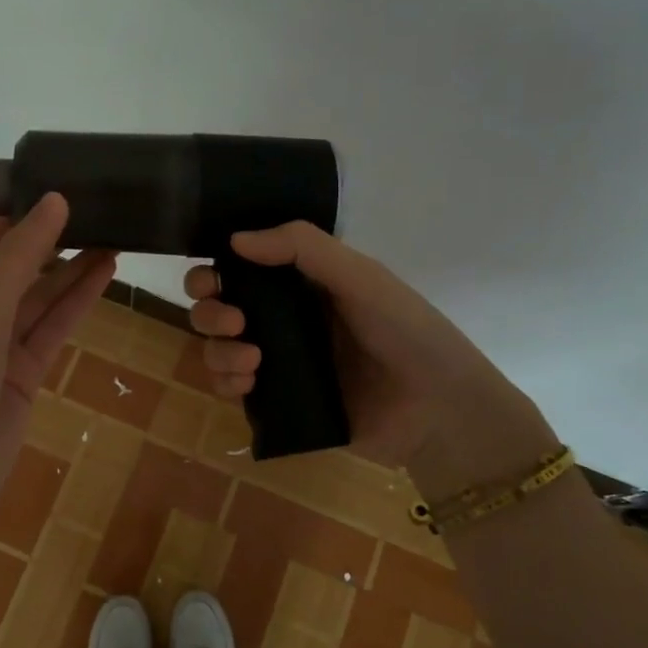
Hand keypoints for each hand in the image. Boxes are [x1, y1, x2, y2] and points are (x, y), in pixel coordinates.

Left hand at [0, 193, 113, 523]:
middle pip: (17, 269)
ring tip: (114, 239)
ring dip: (73, 272)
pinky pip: (52, 328)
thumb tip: (53, 201)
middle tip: (98, 215)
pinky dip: (77, 304)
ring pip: (41, 299)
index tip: (61, 194)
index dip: (19, 218)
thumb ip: (19, 258)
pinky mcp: (24, 372)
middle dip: (53, 244)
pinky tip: (105, 276)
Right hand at [184, 222, 557, 494]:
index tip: (210, 280)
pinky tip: (248, 383)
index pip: (240, 269)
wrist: (438, 408)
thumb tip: (234, 239)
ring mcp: (279, 363)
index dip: (215, 271)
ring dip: (218, 350)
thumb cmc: (405, 330)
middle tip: (233, 321)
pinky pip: (234, 389)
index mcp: (301, 284)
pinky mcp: (279, 403)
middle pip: (219, 309)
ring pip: (220, 349)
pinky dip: (228, 383)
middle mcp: (283, 320)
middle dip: (209, 312)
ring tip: (252, 359)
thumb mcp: (359, 276)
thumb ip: (301, 247)